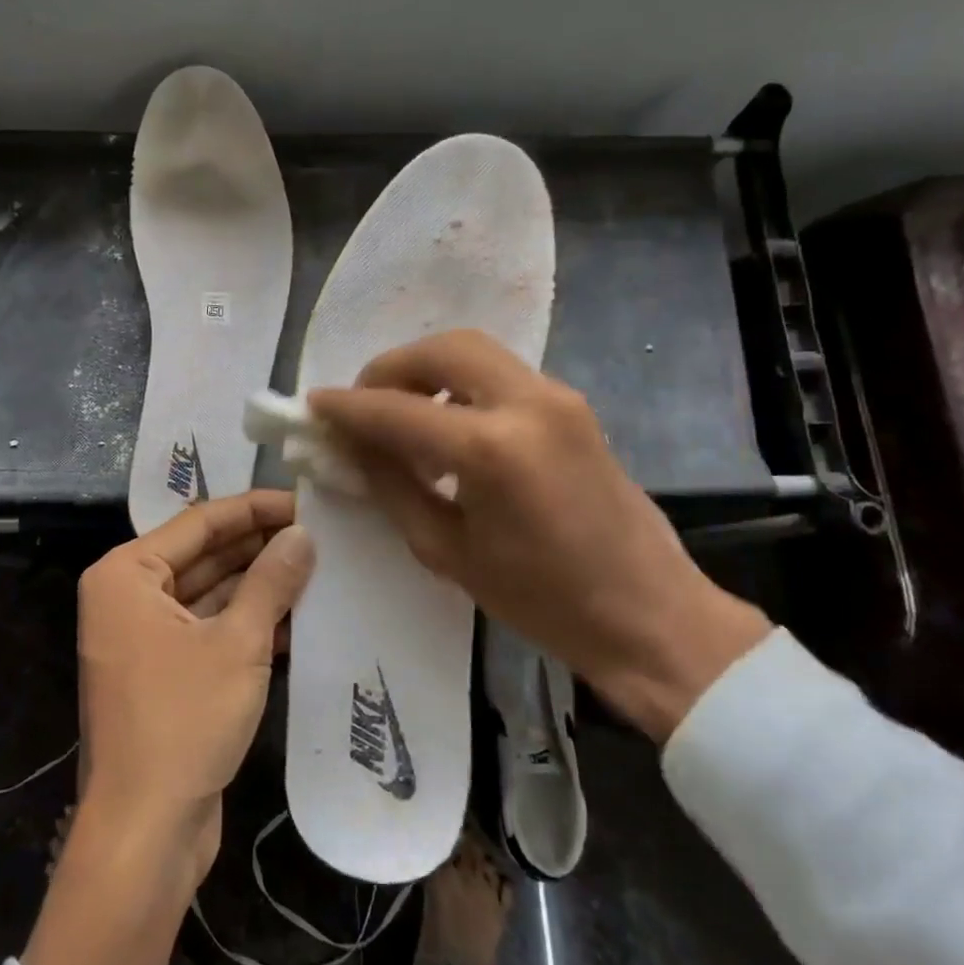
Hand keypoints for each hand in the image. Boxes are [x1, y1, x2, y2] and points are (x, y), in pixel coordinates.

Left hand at [23, 492, 312, 964]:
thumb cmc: (183, 721)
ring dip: (259, 586)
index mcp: (127, 574)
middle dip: (259, 546)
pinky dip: (247, 623)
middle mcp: (128, 597)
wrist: (144, 833)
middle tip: (318, 534)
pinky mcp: (163, 673)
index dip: (255, 508)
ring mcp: (143, 637)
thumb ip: (271, 581)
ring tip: (317, 568)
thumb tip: (303, 535)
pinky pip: (209, 630)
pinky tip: (298, 618)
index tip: (305, 501)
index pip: (200, 522)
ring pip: (210, 594)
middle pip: (204, 555)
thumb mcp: (238, 642)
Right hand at [309, 331, 769, 739]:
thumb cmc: (543, 601)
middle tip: (363, 405)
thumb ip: (392, 485)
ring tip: (402, 416)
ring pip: (473, 351)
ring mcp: (558, 396)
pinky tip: (447, 428)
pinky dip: (459, 385)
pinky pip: (499, 373)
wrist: (650, 615)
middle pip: (441, 349)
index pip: (397, 410)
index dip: (347, 407)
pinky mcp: (572, 404)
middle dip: (389, 369)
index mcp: (492, 449)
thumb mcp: (447, 551)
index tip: (313, 407)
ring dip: (426, 371)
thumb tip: (352, 446)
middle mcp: (527, 403)